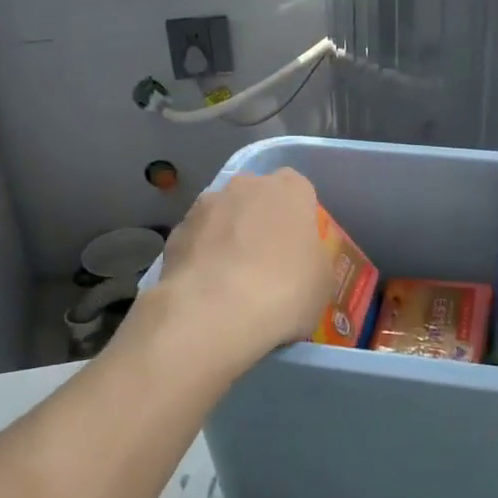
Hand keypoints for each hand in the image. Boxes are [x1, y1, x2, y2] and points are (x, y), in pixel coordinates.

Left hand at [141, 168, 332, 369]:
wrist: (214, 312)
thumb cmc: (284, 290)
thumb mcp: (322, 281)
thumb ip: (312, 259)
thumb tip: (299, 264)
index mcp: (289, 189)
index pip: (298, 189)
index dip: (298, 217)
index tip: (298, 246)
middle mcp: (245, 185)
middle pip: (257, 198)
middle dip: (260, 221)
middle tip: (266, 262)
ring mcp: (205, 206)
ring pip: (222, 216)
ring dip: (227, 238)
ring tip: (231, 282)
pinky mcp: (174, 232)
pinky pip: (196, 241)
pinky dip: (201, 258)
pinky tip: (205, 291)